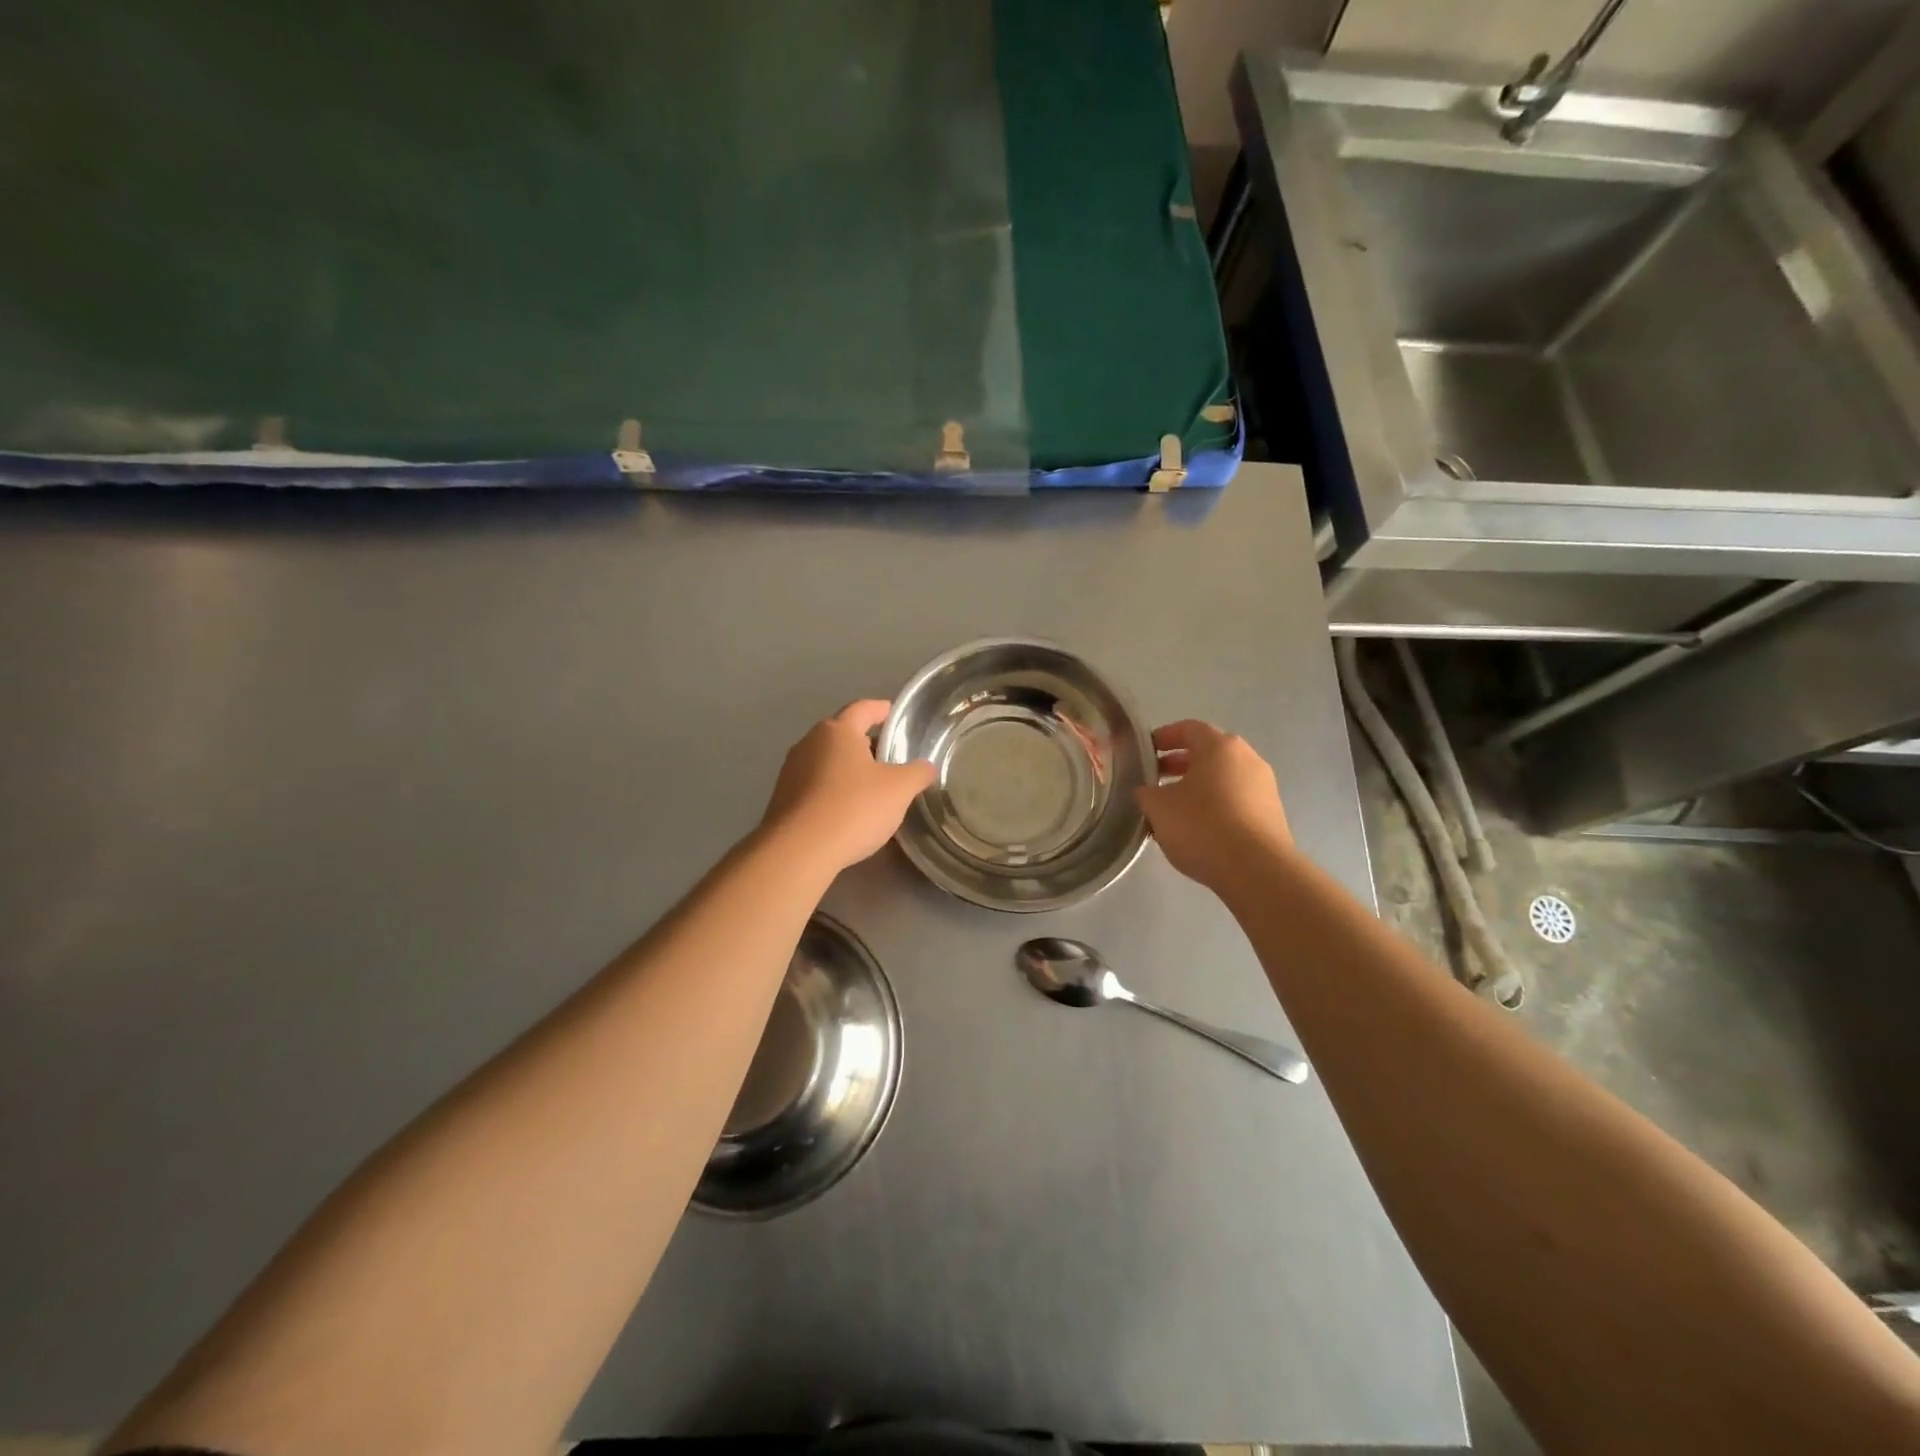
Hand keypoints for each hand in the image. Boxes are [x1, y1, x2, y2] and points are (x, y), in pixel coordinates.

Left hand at [761, 700, 935, 872]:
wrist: (799, 851)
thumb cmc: (853, 808)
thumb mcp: (899, 789)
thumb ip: (917, 773)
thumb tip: (926, 767)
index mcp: (837, 731)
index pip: (862, 709)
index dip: (881, 709)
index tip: (894, 714)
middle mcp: (809, 743)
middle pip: (842, 734)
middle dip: (865, 743)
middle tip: (889, 758)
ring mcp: (791, 771)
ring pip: (827, 761)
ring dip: (848, 769)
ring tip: (870, 787)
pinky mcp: (782, 799)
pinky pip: (814, 786)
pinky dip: (833, 790)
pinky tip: (846, 811)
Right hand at [1135, 719, 1291, 891]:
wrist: (1257, 871)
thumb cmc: (1202, 826)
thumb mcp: (1158, 807)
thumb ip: (1146, 792)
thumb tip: (1147, 791)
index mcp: (1220, 747)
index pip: (1188, 728)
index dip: (1163, 737)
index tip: (1144, 752)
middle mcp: (1248, 759)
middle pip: (1208, 753)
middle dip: (1178, 764)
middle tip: (1154, 780)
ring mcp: (1264, 787)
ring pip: (1222, 778)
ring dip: (1196, 787)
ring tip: (1172, 809)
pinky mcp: (1271, 814)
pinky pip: (1235, 800)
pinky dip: (1214, 806)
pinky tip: (1196, 829)